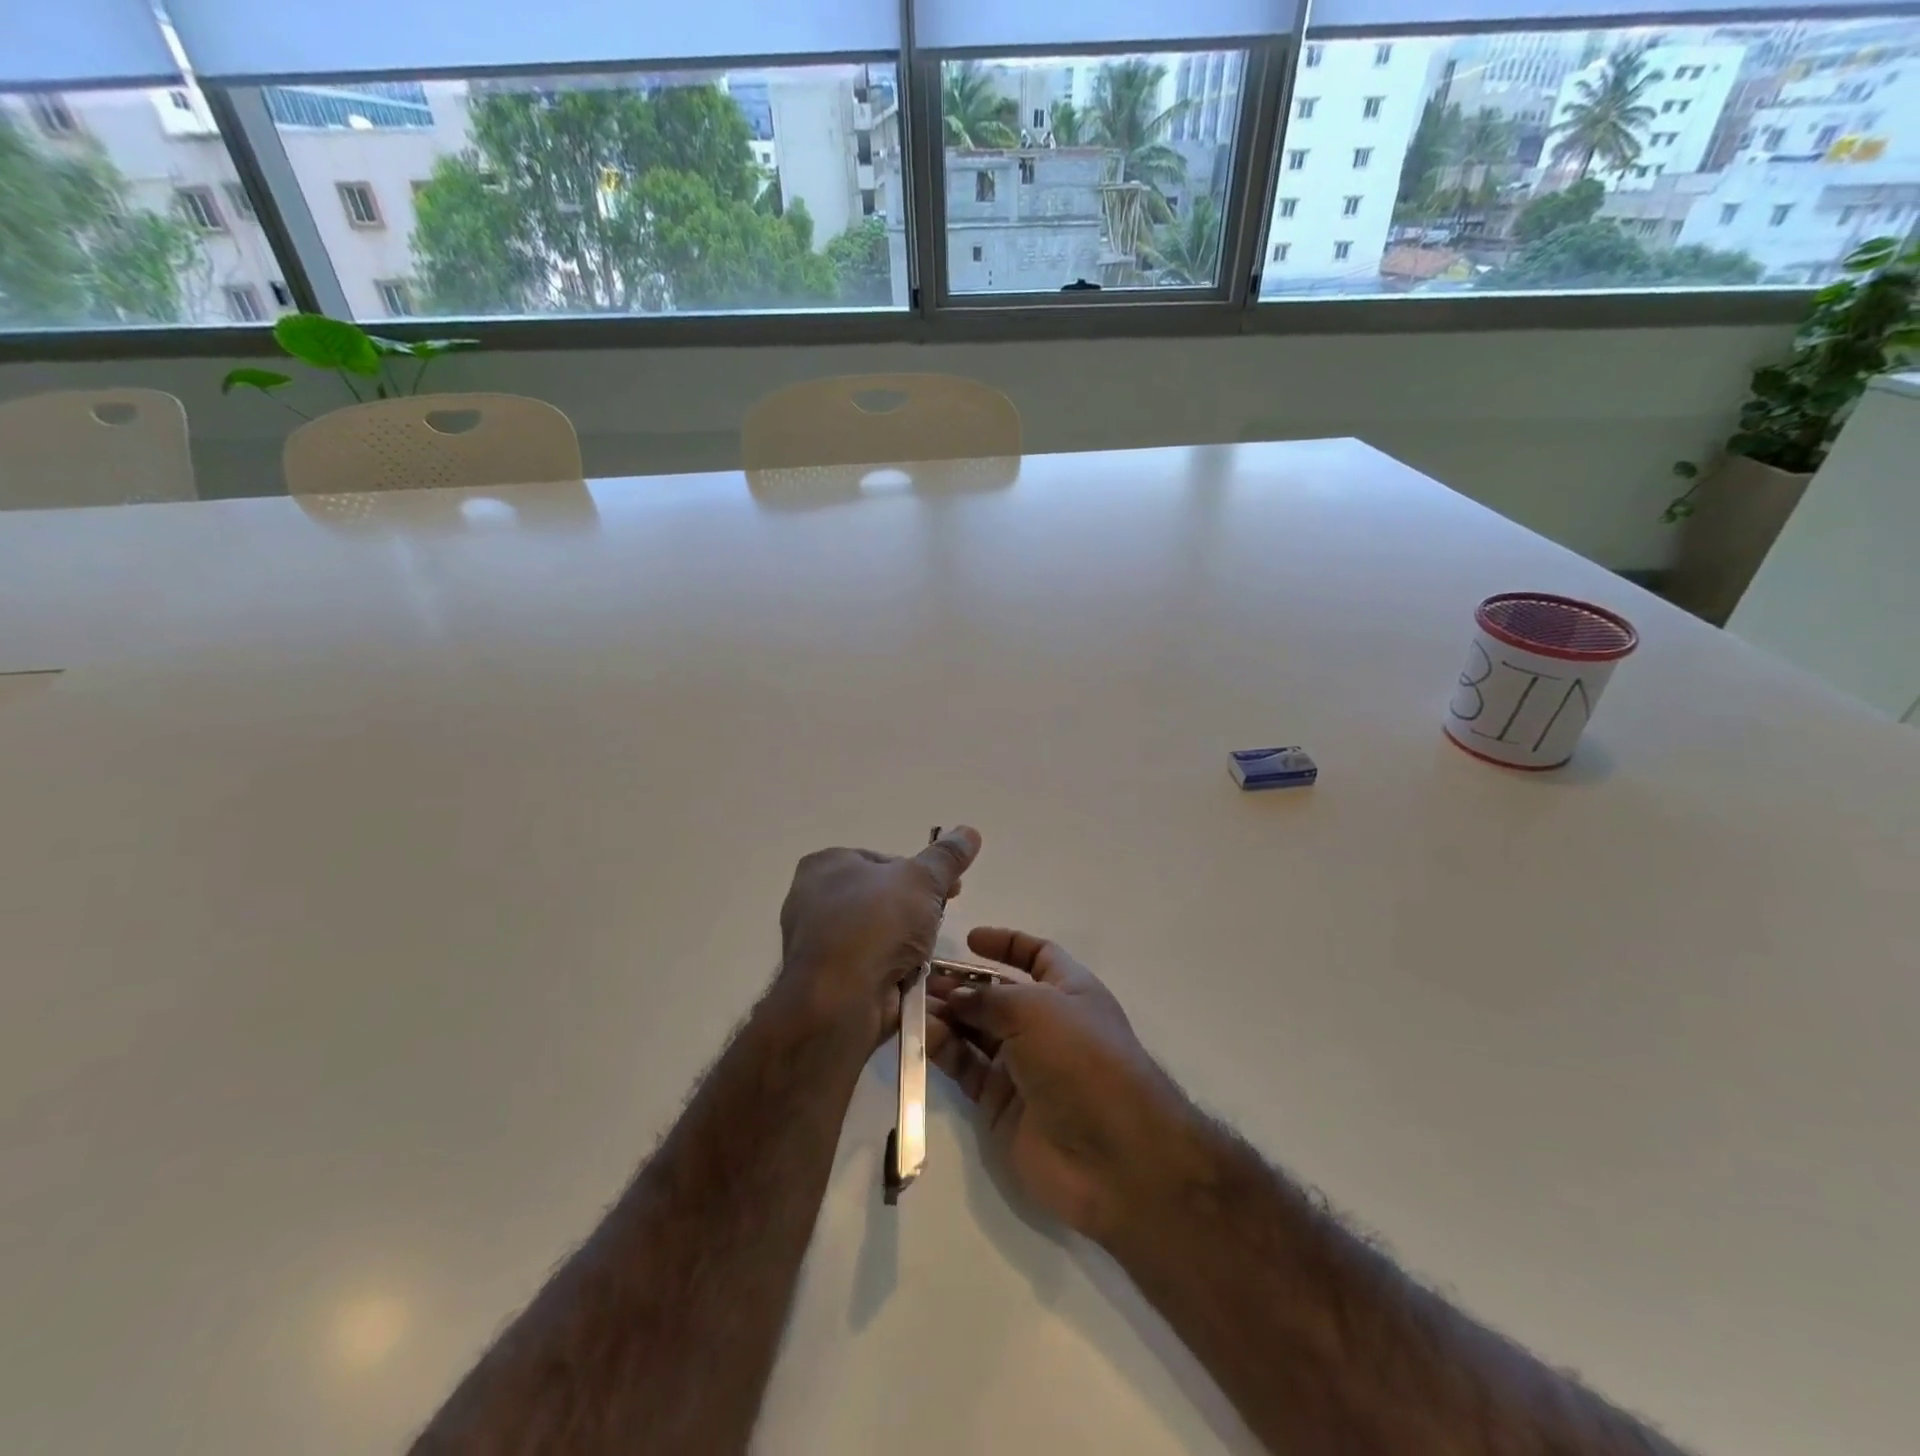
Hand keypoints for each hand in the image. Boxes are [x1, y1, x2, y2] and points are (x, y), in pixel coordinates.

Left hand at [778, 826, 980, 1044]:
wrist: (837, 1001)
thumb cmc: (875, 924)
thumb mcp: (921, 880)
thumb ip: (946, 857)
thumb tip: (969, 831)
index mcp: (827, 865)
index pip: (885, 861)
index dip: (923, 874)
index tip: (952, 890)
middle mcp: (813, 900)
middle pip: (882, 900)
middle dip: (916, 913)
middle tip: (940, 923)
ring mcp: (817, 944)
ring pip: (878, 937)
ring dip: (907, 946)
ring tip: (927, 955)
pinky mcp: (825, 983)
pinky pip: (870, 969)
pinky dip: (892, 973)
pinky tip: (912, 980)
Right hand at [928, 928, 1193, 1243]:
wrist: (1112, 1155)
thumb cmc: (1081, 1059)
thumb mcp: (1037, 1009)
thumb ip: (989, 998)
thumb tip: (956, 996)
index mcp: (1069, 991)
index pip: (1036, 955)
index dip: (1005, 944)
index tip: (969, 939)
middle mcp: (1045, 1025)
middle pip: (996, 994)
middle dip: (962, 983)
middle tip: (920, 975)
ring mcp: (1022, 1066)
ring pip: (975, 1031)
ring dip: (946, 1015)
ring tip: (910, 1002)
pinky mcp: (1000, 1104)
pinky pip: (966, 1067)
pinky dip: (943, 1050)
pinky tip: (919, 1034)